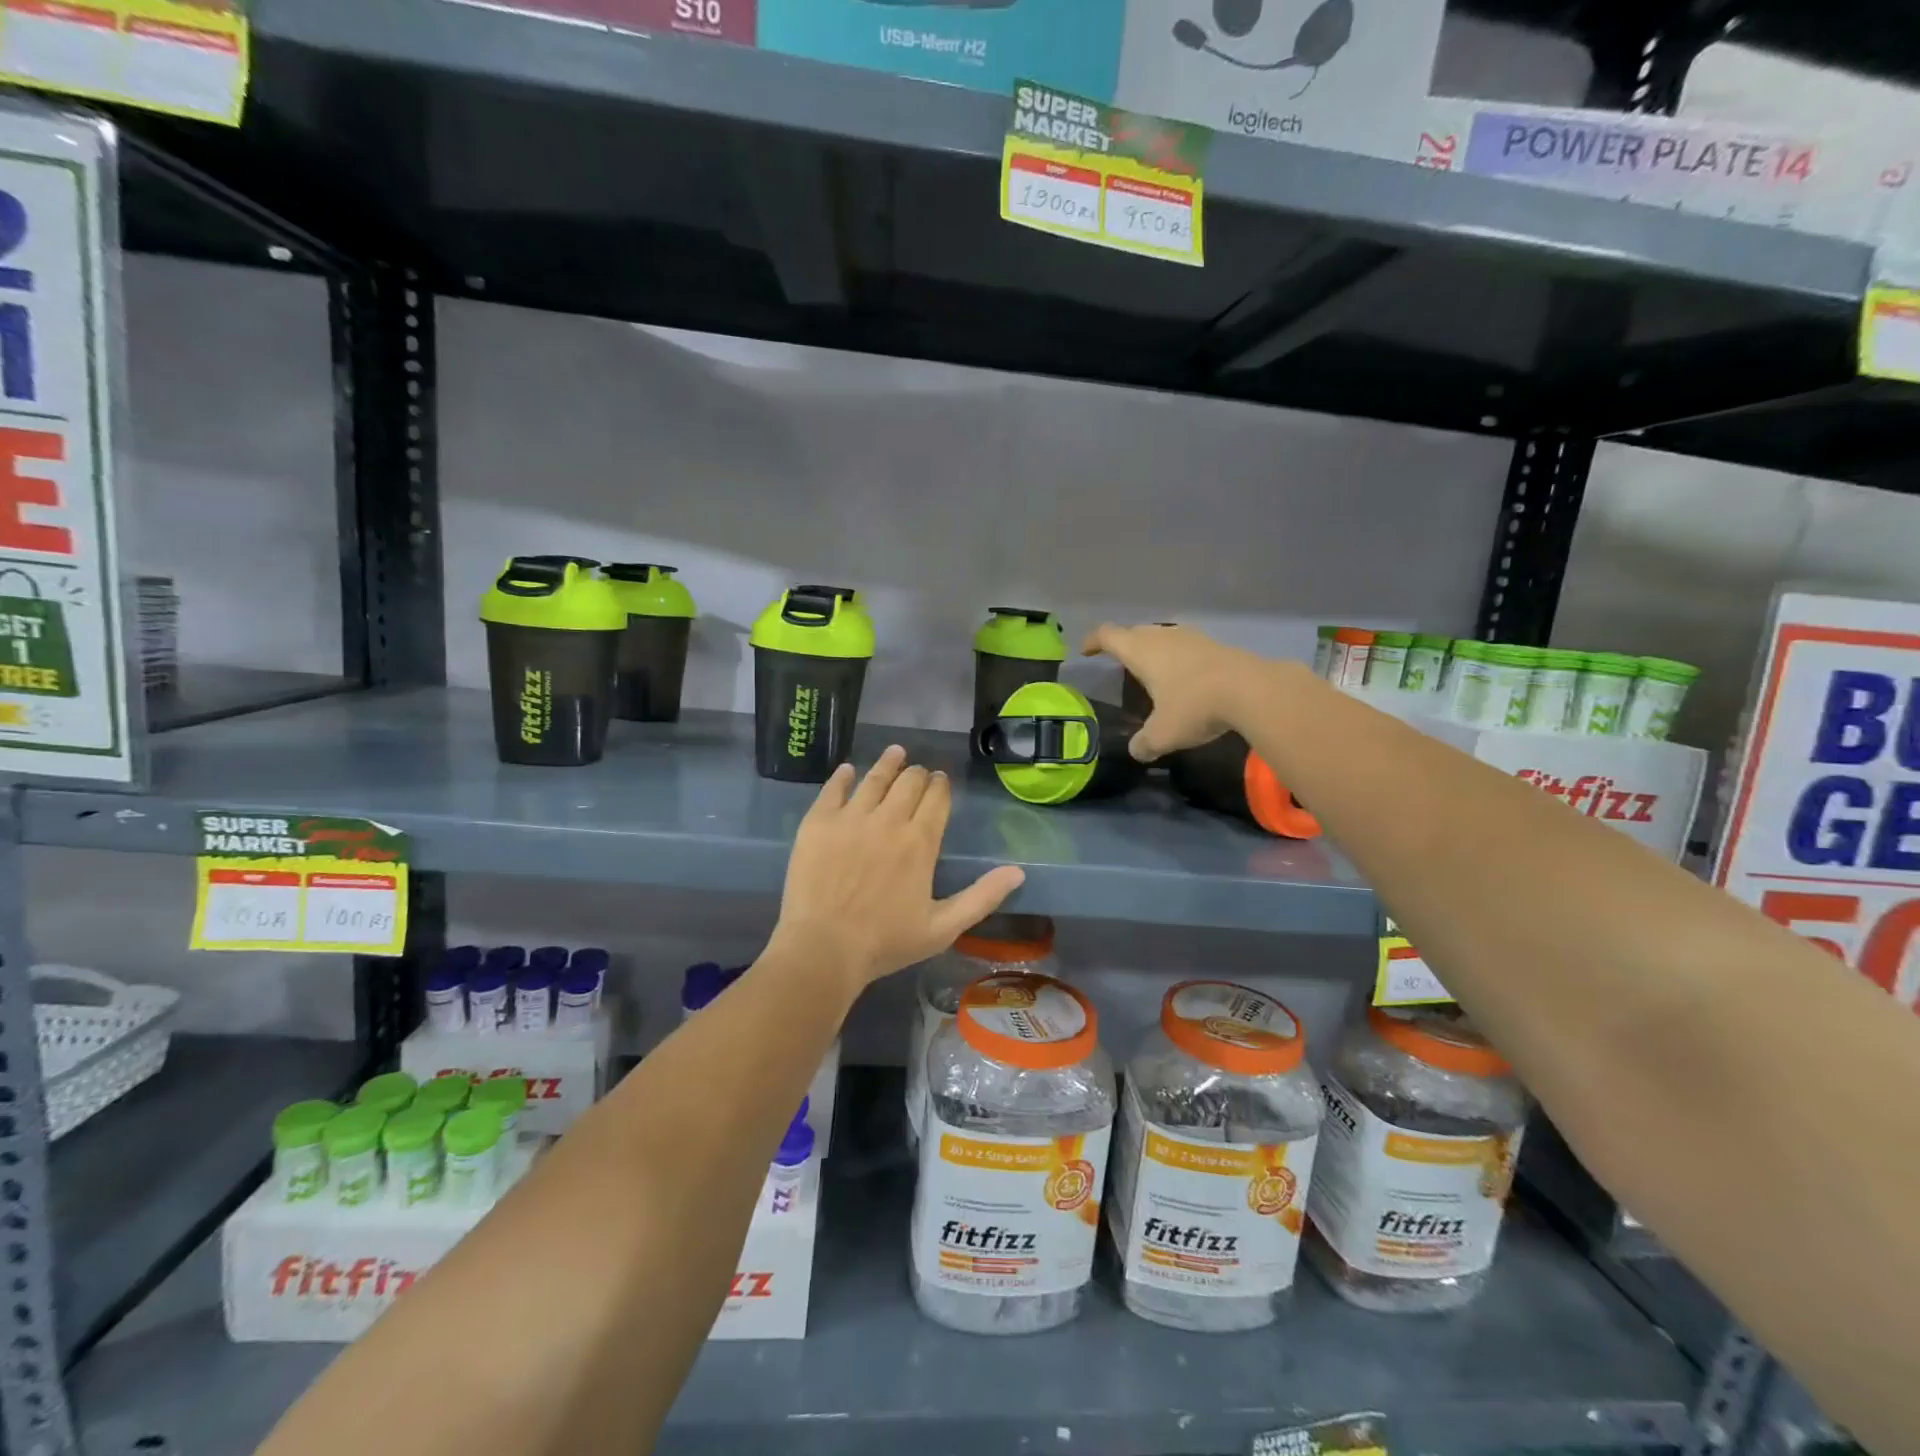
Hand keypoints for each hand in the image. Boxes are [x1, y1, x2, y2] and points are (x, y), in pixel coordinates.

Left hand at [771, 746, 1025, 993]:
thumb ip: (981, 897)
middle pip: (908, 782)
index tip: (941, 781)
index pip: (936, 799)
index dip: (941, 786)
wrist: (823, 948)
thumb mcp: (943, 928)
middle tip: (919, 773)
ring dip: (888, 763)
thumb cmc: (885, 942)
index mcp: (920, 842)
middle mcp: (888, 820)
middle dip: (918, 774)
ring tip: (895, 752)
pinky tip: (849, 770)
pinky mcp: (818, 822)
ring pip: (874, 778)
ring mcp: (850, 818)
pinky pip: (833, 789)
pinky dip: (844, 777)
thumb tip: (1018, 872)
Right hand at [1083, 623, 1262, 762]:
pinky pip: (1186, 647)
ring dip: (1153, 650)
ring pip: (1163, 637)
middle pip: (1135, 632)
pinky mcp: (1216, 646)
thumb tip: (1137, 751)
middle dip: (1123, 645)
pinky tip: (1185, 678)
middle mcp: (1163, 637)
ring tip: (1152, 671)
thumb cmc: (1195, 707)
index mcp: (1141, 652)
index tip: (1086, 651)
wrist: (1253, 690)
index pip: (1108, 635)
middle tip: (1119, 663)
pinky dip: (1178, 658)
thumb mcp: (1163, 734)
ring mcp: (1192, 638)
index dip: (1093, 641)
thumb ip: (1144, 743)